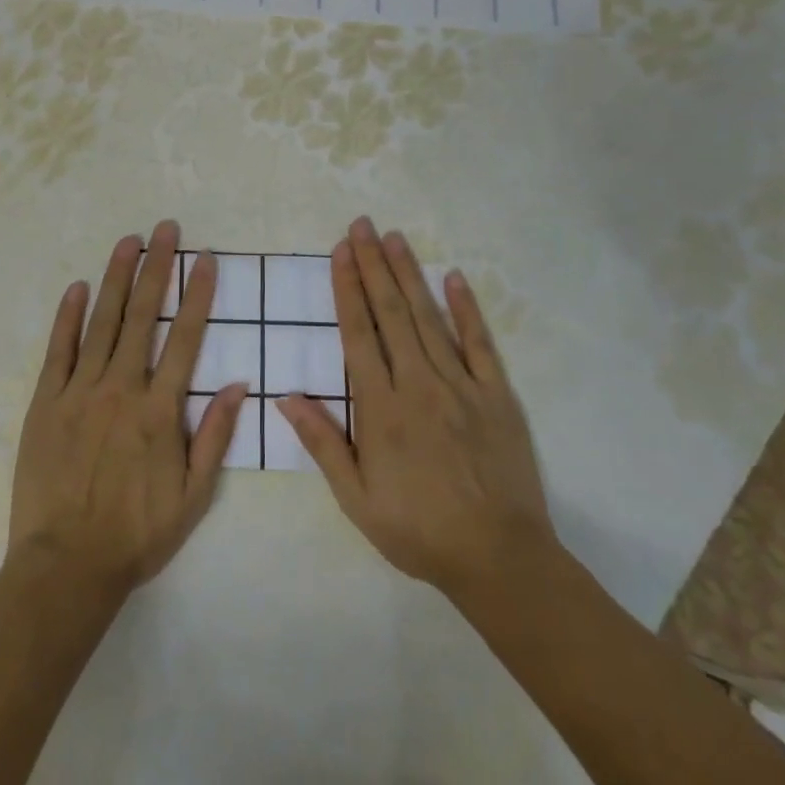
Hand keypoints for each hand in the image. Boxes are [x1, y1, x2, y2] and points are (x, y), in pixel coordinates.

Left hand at [9, 219, 248, 596]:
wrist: (65, 566)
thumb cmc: (136, 533)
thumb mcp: (193, 496)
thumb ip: (215, 436)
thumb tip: (240, 384)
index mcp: (159, 410)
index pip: (185, 338)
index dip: (196, 294)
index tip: (204, 258)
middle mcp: (122, 388)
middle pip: (143, 315)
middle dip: (156, 267)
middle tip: (165, 228)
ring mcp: (81, 391)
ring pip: (102, 322)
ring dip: (117, 278)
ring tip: (128, 241)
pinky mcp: (47, 402)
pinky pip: (59, 350)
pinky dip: (68, 316)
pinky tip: (77, 287)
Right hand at [278, 217, 553, 597]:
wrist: (499, 559)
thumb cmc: (419, 530)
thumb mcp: (357, 499)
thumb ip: (322, 443)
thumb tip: (285, 396)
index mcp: (382, 407)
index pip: (359, 333)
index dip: (347, 288)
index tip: (340, 252)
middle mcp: (418, 383)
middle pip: (391, 313)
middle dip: (373, 265)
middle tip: (361, 225)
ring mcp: (460, 385)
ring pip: (428, 318)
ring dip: (408, 274)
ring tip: (394, 237)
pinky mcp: (496, 394)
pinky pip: (479, 343)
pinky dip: (465, 308)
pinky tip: (453, 277)